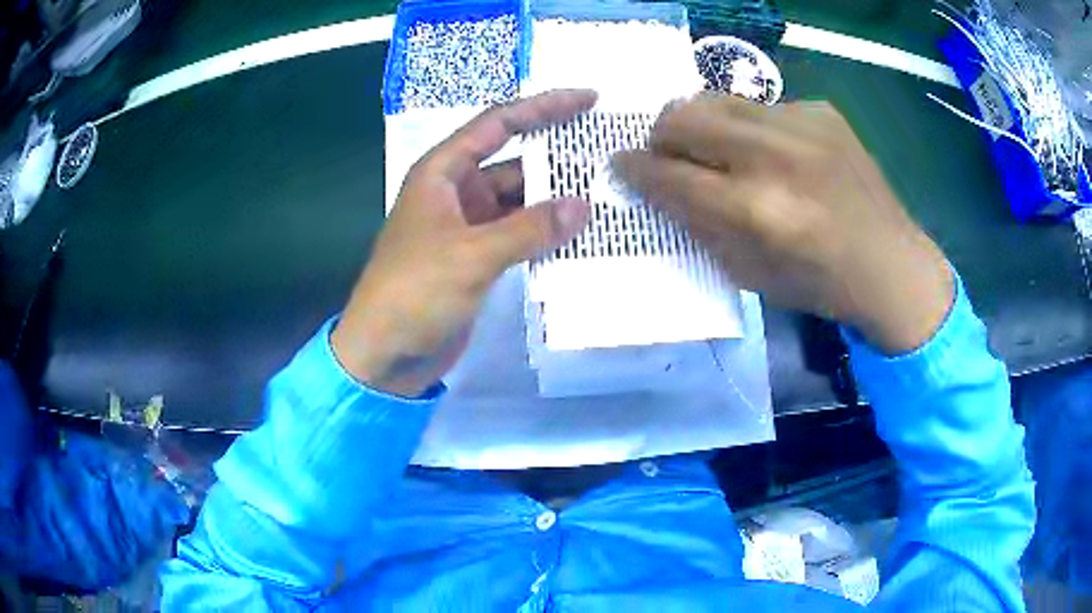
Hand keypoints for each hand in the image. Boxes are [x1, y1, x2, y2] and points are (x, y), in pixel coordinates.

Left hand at [332, 90, 594, 396]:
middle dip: (558, 160)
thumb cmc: (414, 293)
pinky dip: (545, 235)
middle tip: (609, 155)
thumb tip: (584, 206)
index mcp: (442, 172)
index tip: (588, 99)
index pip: (499, 124)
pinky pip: (518, 236)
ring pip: (520, 203)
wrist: (384, 355)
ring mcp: (468, 227)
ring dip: (556, 202)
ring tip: (608, 196)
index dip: (544, 107)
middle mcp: (456, 192)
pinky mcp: (477, 259)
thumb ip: (530, 228)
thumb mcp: (472, 254)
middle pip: (515, 162)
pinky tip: (581, 235)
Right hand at [614, 95, 952, 354]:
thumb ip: (699, 225)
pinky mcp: (821, 110)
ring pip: (717, 99)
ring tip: (717, 148)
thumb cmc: (820, 284)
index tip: (622, 164)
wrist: (892, 264)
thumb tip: (660, 187)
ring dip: (702, 124)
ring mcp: (801, 124)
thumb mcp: (749, 274)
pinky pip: (762, 107)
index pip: (669, 174)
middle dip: (660, 135)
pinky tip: (776, 155)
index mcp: (755, 210)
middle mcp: (774, 156)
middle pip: (683, 115)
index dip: (635, 168)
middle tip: (668, 154)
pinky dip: (752, 129)